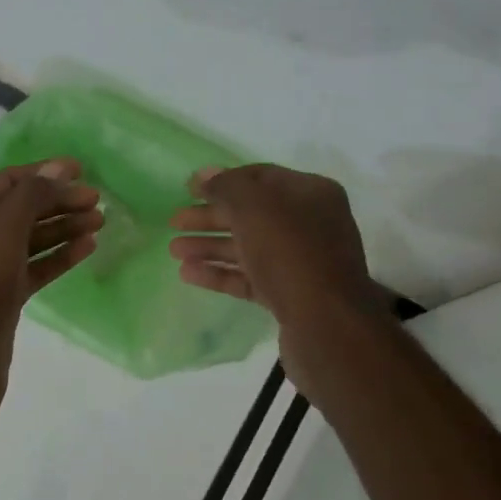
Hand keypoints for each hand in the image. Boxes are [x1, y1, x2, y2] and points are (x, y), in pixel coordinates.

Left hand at [0, 159, 101, 418]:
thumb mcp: (4, 225)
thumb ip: (32, 193)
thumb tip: (57, 168)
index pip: (10, 180)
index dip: (45, 172)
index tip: (82, 170)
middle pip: (23, 208)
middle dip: (60, 200)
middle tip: (98, 200)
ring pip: (32, 239)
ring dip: (65, 227)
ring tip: (100, 221)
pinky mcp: (4, 297)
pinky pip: (36, 267)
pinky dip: (60, 256)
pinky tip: (87, 248)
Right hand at [168, 164, 380, 329]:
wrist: (327, 324)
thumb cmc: (290, 252)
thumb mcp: (253, 206)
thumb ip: (225, 186)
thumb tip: (204, 175)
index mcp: (310, 194)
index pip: (259, 177)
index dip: (221, 181)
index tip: (187, 189)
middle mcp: (309, 224)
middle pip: (250, 214)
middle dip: (210, 217)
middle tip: (174, 222)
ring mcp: (301, 262)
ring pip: (247, 247)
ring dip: (209, 246)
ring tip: (173, 251)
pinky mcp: (290, 295)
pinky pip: (249, 277)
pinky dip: (220, 273)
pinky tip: (188, 274)